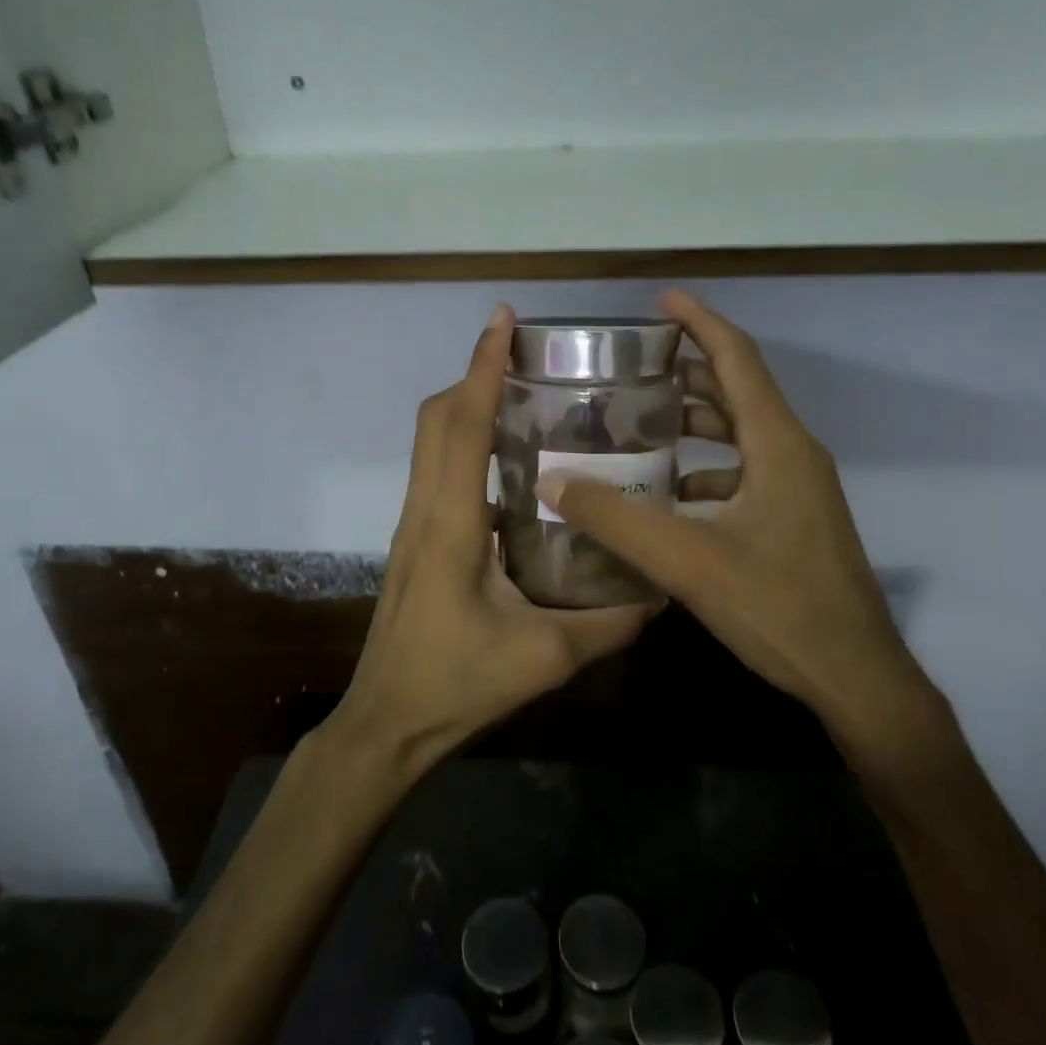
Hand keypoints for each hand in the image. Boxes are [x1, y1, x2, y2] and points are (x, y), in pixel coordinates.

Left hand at [328, 304, 652, 776]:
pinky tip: (512, 464)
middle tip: (525, 355)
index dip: (480, 366)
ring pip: (432, 443)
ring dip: (468, 407)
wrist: (387, 724)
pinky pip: (438, 472)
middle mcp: (424, 511)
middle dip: (474, 375)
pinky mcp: (416, 543)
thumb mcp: (543, 658)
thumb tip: (659, 597)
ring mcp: (414, 526)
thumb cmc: (455, 686)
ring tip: (523, 395)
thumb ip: (607, 626)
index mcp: (450, 524)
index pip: (460, 425)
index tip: (502, 320)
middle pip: (436, 420)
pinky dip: (466, 444)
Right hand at [535, 290, 940, 755]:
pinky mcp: (795, 518)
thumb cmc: (779, 609)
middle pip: (738, 391)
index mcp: (778, 445)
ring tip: (641, 422)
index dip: (700, 322)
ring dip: (696, 421)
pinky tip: (668, 494)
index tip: (662, 301)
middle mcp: (794, 454)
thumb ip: (616, 521)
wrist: (855, 675)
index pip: (737, 359)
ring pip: (742, 434)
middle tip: (633, 367)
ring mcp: (799, 488)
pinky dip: (706, 468)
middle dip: (688, 370)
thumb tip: (553, 480)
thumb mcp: (688, 562)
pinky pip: (745, 471)